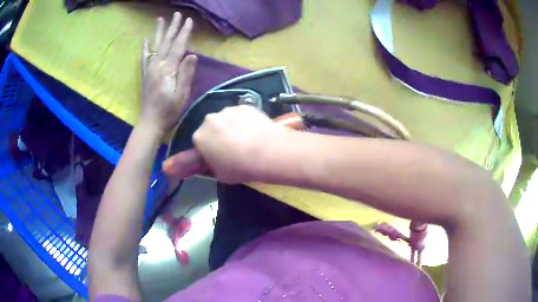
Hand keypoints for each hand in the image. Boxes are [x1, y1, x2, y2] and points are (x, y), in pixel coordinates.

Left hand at [139, 12, 197, 136]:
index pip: (177, 47)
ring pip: (154, 46)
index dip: (184, 33)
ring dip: (158, 32)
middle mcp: (156, 65)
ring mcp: (149, 70)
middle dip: (172, 27)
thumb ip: (186, 74)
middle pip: (165, 42)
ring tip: (160, 19)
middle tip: (177, 14)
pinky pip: (144, 58)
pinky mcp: (145, 75)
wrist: (151, 124)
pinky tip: (145, 40)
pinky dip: (145, 48)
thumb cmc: (169, 112)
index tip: (189, 20)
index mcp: (167, 69)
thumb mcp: (182, 95)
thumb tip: (192, 55)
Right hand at [162, 105, 288, 182]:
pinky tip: (255, 130)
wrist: (267, 152)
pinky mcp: (245, 106)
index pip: (199, 142)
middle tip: (232, 147)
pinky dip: (245, 120)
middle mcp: (209, 119)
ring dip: (231, 126)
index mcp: (199, 136)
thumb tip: (189, 165)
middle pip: (211, 127)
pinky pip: (241, 114)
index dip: (208, 149)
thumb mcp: (218, 174)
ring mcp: (228, 110)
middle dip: (217, 135)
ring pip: (226, 118)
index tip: (217, 155)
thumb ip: (205, 166)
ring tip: (247, 138)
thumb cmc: (239, 167)